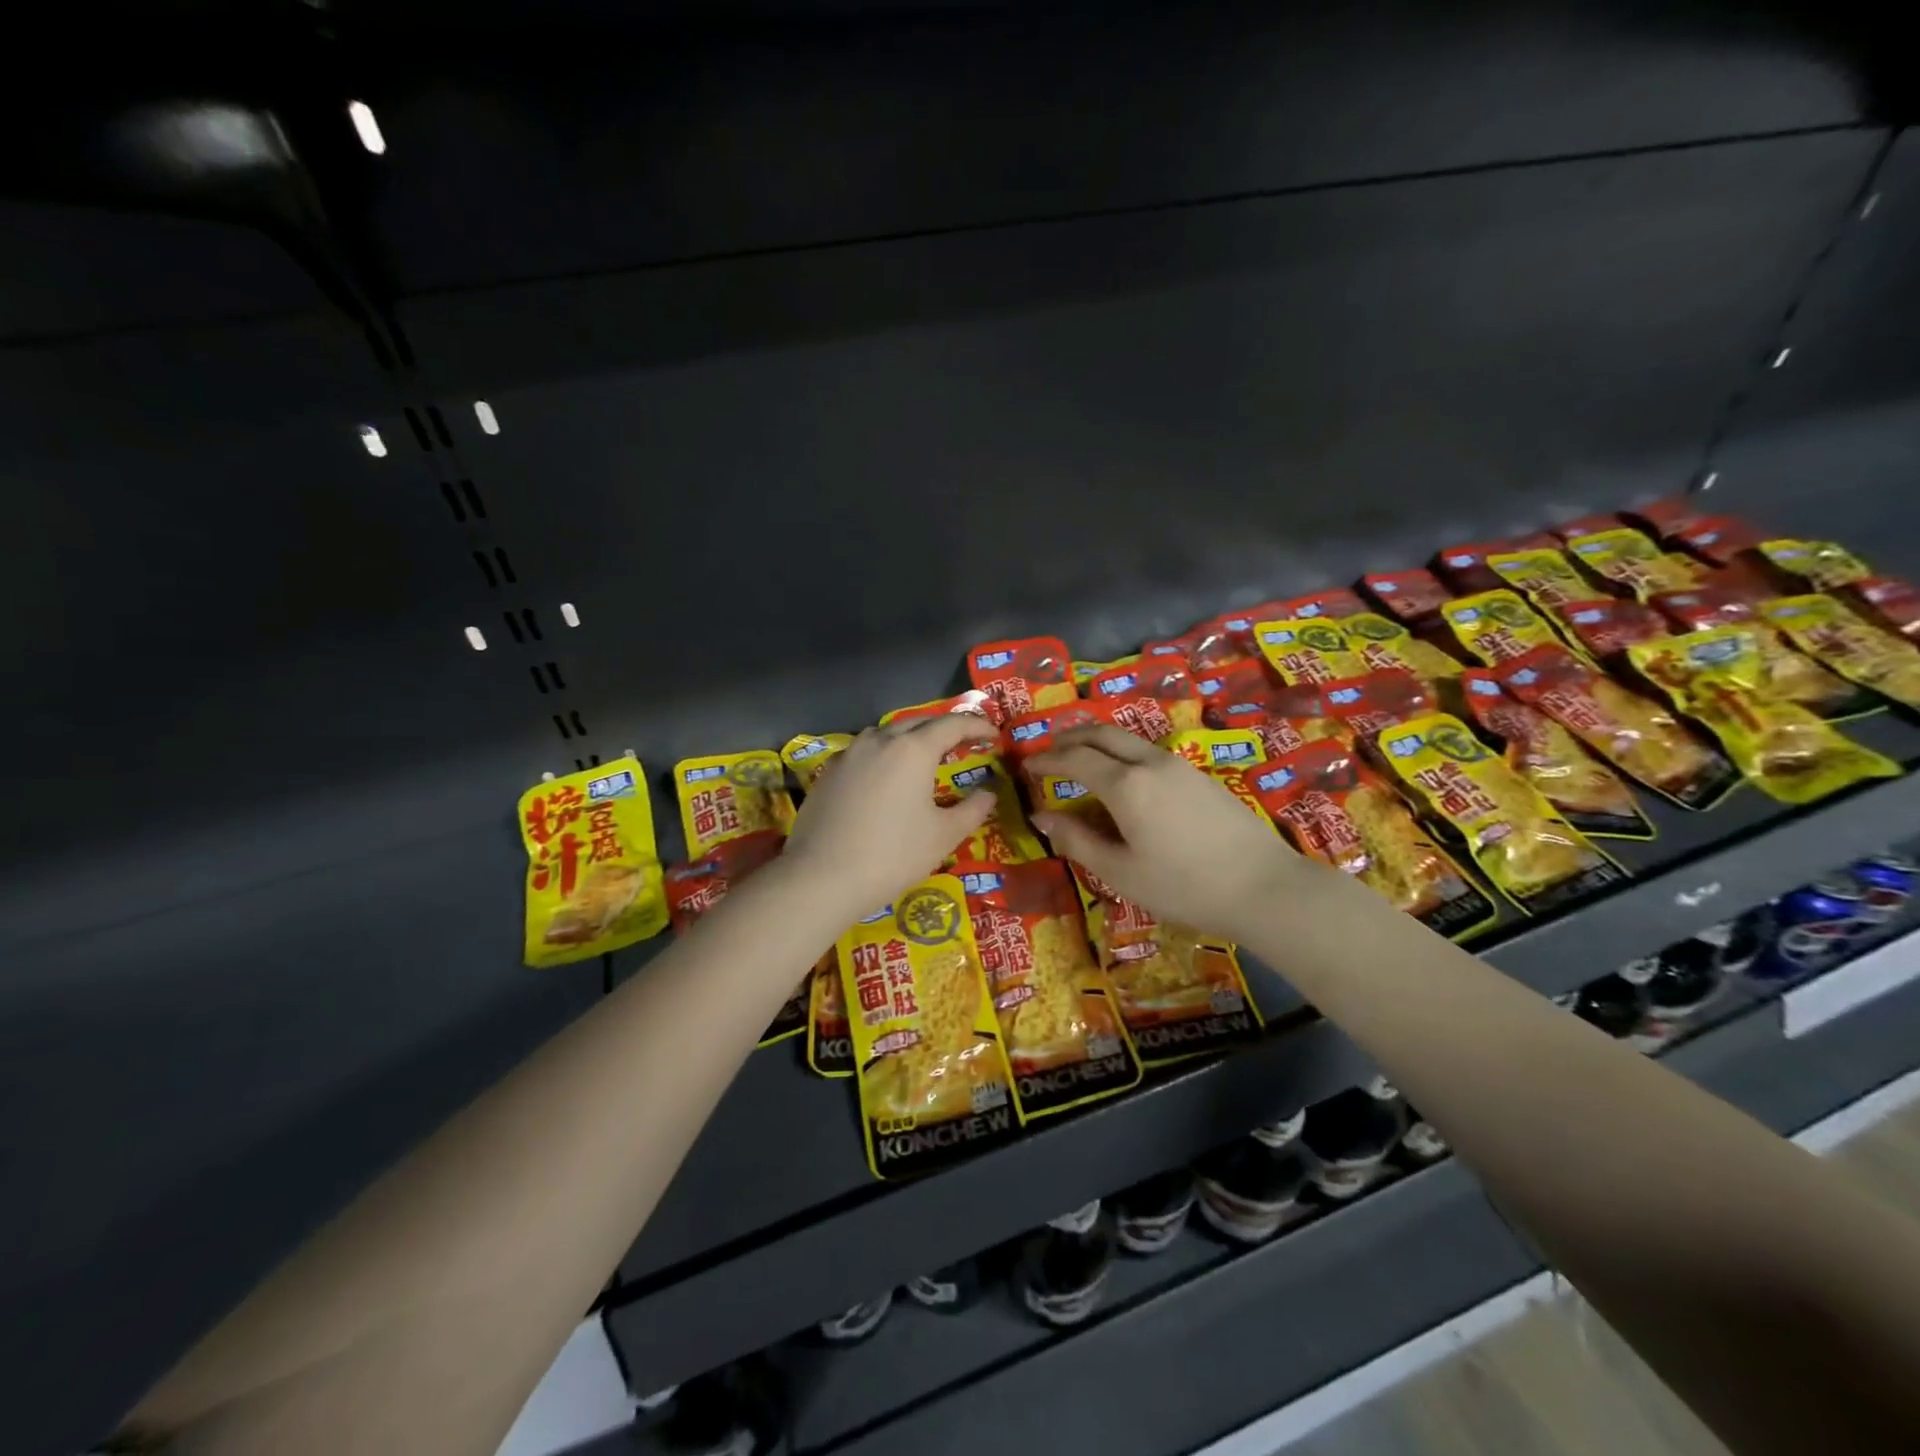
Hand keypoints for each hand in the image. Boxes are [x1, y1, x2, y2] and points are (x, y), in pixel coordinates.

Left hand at [783, 715, 996, 921]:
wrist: (821, 877)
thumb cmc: (892, 855)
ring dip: (910, 739)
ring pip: (886, 734)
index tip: (993, 735)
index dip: (977, 725)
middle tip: (963, 744)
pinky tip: (885, 779)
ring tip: (923, 758)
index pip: (953, 724)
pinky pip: (863, 752)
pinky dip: (883, 755)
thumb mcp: (943, 836)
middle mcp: (880, 740)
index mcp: (913, 749)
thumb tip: (989, 793)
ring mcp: (849, 754)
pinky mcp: (828, 773)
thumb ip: (972, 809)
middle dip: (944, 729)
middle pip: (918, 722)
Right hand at [1028, 725, 1313, 944]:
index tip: (1027, 766)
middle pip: (1101, 733)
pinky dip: (1123, 755)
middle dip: (1069, 738)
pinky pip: (1149, 753)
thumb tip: (1042, 817)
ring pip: (1128, 740)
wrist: (1264, 887)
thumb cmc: (1184, 886)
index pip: (1074, 759)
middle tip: (1049, 752)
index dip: (1046, 760)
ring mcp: (1179, 765)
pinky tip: (1124, 781)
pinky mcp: (1200, 776)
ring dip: (1098, 743)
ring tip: (1082, 763)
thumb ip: (1077, 841)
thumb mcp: (1121, 872)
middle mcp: (1150, 763)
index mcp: (1125, 784)